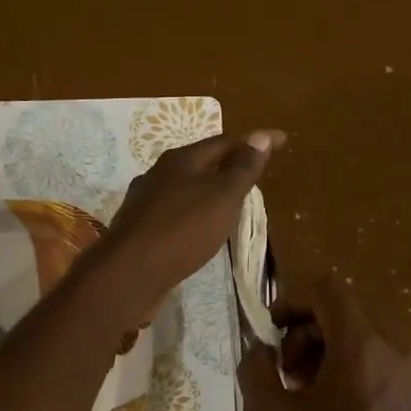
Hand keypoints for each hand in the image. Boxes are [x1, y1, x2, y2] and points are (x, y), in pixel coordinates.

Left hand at [94, 129, 283, 315]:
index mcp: (180, 161)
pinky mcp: (140, 230)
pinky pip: (175, 213)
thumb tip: (261, 136)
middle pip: (201, 162)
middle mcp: (159, 175)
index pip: (225, 141)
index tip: (283, 141)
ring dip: (210, 190)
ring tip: (231, 202)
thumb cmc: (182, 230)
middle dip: (229, 163)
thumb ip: (242, 168)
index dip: (255, 141)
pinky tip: (199, 230)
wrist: (128, 274)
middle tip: (255, 172)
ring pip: (186, 189)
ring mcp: (145, 203)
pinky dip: (195, 213)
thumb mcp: (221, 197)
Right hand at [238, 276, 410, 410]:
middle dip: (305, 331)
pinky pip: (375, 359)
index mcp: (363, 345)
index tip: (269, 333)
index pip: (327, 290)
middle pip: (343, 310)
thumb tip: (258, 349)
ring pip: (359, 334)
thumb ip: (255, 369)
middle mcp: (394, 348)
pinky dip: (346, 366)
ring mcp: (409, 373)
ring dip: (323, 349)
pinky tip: (326, 408)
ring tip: (301, 393)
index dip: (291, 301)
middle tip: (283, 373)